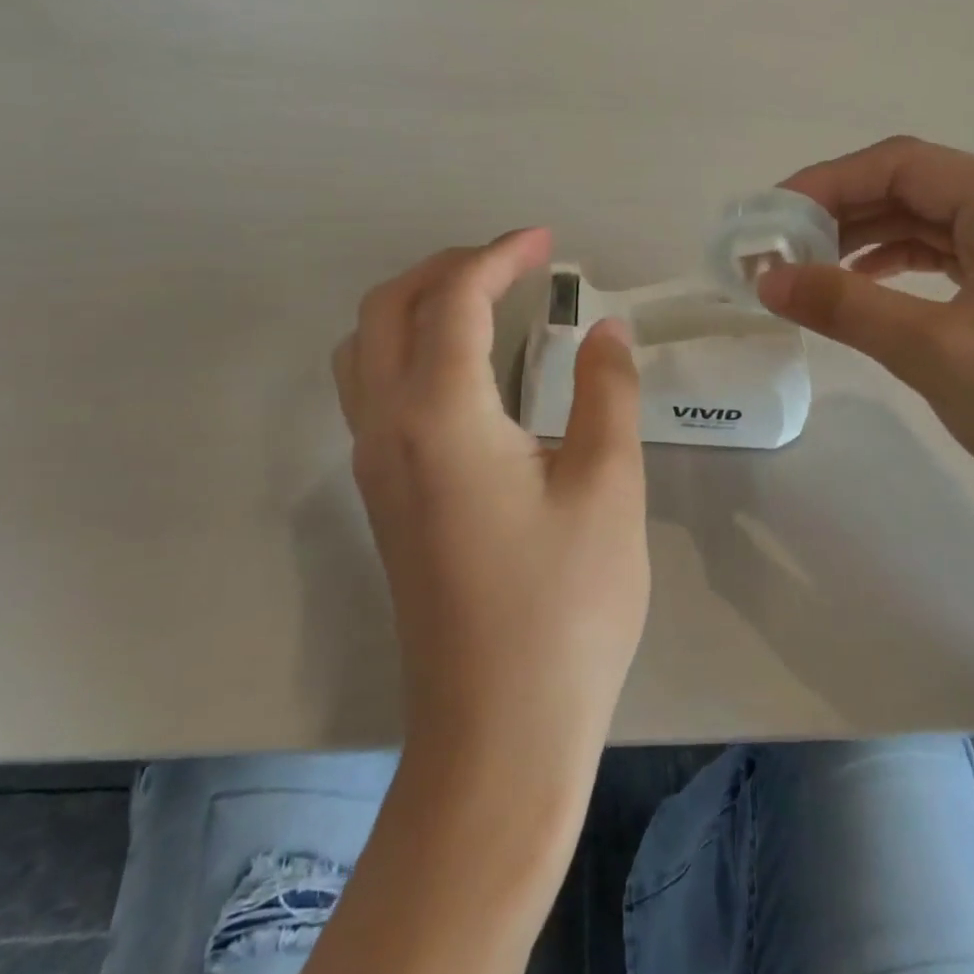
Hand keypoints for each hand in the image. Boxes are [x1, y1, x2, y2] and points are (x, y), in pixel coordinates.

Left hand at [333, 228, 647, 773]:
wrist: (499, 731)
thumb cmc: (565, 607)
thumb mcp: (608, 486)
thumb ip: (607, 391)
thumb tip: (604, 328)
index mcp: (441, 415)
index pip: (456, 300)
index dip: (501, 256)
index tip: (547, 242)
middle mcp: (388, 428)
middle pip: (388, 308)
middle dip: (448, 267)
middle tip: (514, 264)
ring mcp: (374, 466)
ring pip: (365, 348)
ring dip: (417, 305)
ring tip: (484, 303)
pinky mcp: (382, 498)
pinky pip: (372, 389)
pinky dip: (408, 348)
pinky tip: (466, 371)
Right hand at [758, 137, 973, 515]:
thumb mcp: (935, 353)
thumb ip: (846, 307)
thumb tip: (766, 278)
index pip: (902, 165)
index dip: (826, 183)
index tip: (769, 217)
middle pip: (912, 185)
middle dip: (839, 212)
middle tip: (777, 247)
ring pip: (925, 218)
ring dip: (863, 236)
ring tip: (806, 266)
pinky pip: (945, 250)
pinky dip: (896, 261)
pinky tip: (859, 282)